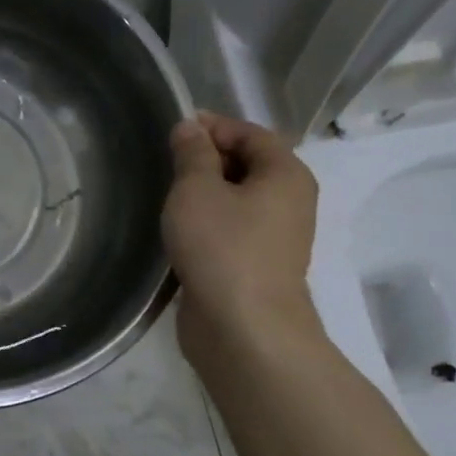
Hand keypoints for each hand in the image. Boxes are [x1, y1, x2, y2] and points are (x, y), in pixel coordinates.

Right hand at [162, 112, 324, 370]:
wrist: (243, 328)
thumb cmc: (222, 247)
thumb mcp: (197, 190)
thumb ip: (192, 154)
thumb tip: (190, 128)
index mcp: (285, 174)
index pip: (250, 133)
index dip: (213, 126)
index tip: (173, 130)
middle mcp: (289, 201)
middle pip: (248, 164)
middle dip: (207, 159)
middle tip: (166, 163)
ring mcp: (275, 237)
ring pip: (238, 200)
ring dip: (205, 194)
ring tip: (167, 196)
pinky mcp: (256, 265)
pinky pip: (232, 229)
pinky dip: (208, 223)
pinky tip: (179, 230)